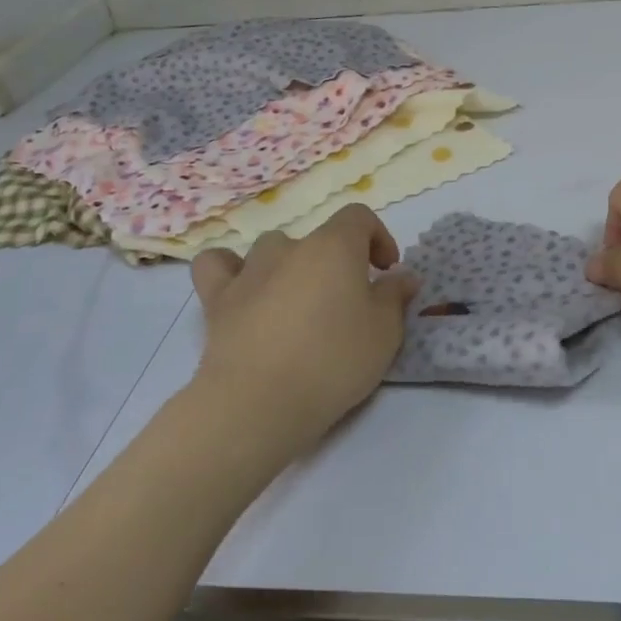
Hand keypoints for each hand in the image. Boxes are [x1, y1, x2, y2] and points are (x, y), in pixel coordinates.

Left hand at [190, 205, 418, 459]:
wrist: (258, 403)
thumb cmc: (333, 362)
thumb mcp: (385, 333)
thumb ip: (395, 297)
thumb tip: (403, 276)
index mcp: (335, 246)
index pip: (359, 218)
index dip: (378, 238)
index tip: (386, 272)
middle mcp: (291, 247)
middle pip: (319, 239)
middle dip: (337, 264)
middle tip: (347, 304)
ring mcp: (250, 270)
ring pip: (273, 250)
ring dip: (290, 267)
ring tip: (298, 304)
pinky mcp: (217, 299)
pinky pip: (218, 266)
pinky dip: (230, 270)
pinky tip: (242, 290)